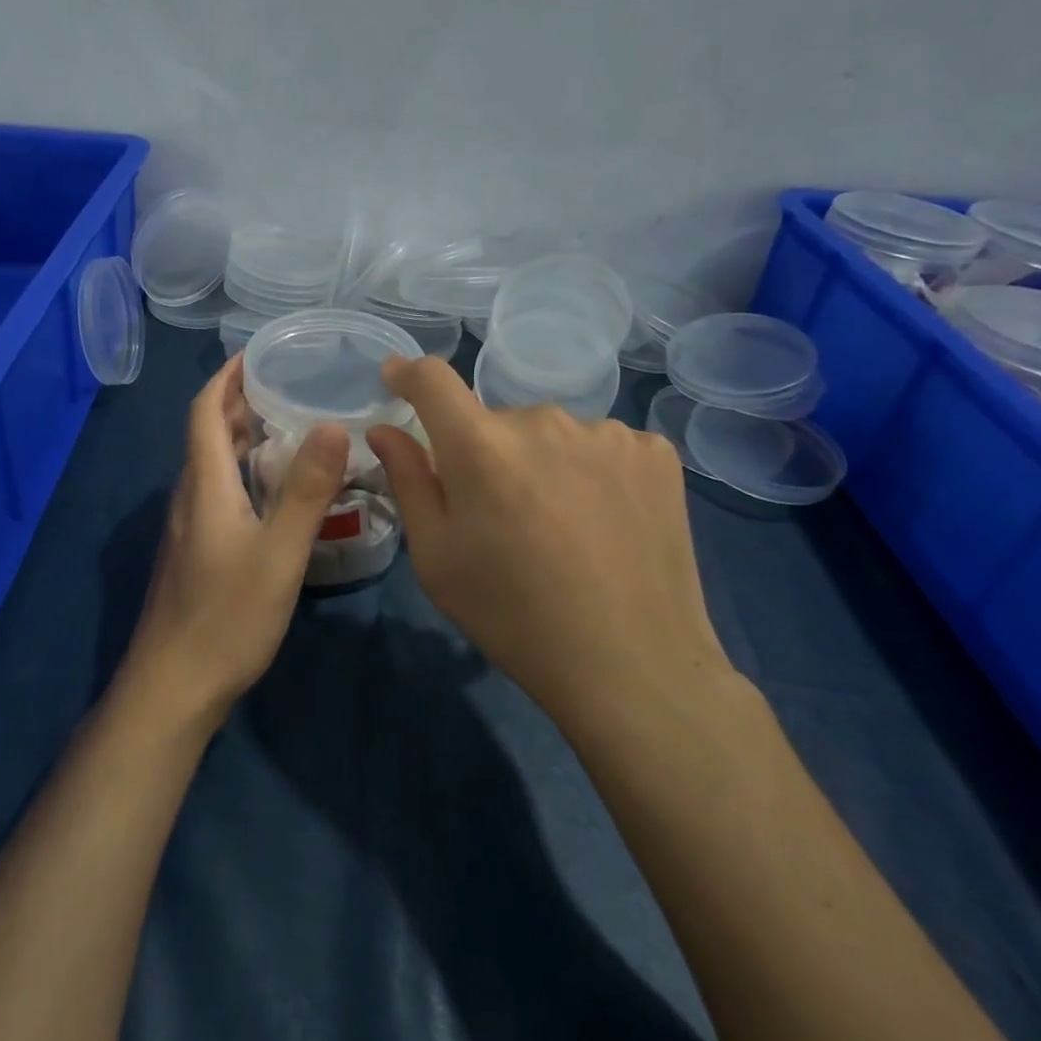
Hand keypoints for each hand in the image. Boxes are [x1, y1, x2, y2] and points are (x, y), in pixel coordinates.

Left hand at [125, 355, 351, 727]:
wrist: (173, 687)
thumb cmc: (226, 617)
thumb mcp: (278, 553)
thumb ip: (306, 491)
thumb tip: (333, 426)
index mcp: (204, 485)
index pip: (205, 411)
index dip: (226, 378)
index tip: (256, 354)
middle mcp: (191, 497)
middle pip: (208, 434)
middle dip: (239, 402)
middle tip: (285, 384)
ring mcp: (189, 527)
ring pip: (213, 465)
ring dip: (241, 437)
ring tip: (286, 426)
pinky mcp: (196, 552)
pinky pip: (218, 492)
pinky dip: (242, 472)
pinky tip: (273, 490)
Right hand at [366, 358, 734, 730]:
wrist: (632, 666)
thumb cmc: (513, 615)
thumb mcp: (436, 557)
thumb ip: (408, 480)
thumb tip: (385, 429)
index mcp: (481, 447)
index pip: (433, 379)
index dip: (409, 374)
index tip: (397, 380)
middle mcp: (543, 421)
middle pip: (495, 420)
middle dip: (485, 453)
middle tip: (499, 515)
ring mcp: (607, 433)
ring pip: (550, 434)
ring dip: (541, 462)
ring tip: (560, 526)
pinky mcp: (655, 453)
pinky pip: (601, 445)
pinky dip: (591, 471)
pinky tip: (604, 521)